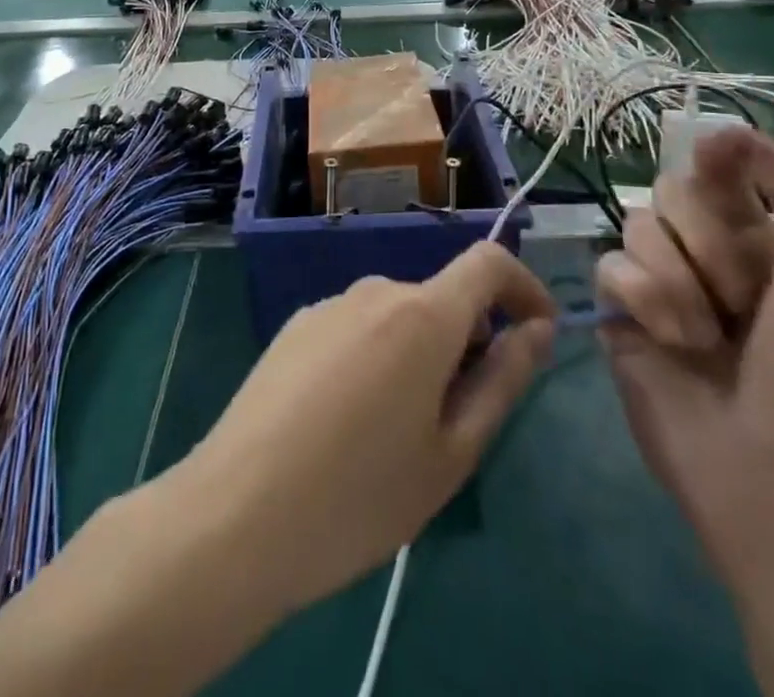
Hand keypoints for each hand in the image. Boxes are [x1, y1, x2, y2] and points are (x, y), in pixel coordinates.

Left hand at [180, 243, 555, 614]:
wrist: (237, 513)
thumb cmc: (361, 495)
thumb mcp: (452, 452)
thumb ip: (502, 380)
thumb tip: (536, 329)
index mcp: (422, 314)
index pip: (488, 261)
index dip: (523, 286)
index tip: (536, 332)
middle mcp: (376, 290)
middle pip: (441, 299)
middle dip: (466, 344)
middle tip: (455, 425)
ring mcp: (329, 304)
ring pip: (398, 318)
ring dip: (418, 356)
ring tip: (395, 436)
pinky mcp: (296, 325)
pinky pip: (357, 329)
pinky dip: (376, 358)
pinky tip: (345, 424)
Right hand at [595, 127, 773, 579]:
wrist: (772, 469)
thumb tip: (730, 130)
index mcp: (758, 238)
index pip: (719, 169)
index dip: (716, 158)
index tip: (716, 159)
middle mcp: (704, 251)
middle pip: (670, 190)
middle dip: (706, 239)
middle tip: (741, 297)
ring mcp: (658, 280)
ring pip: (638, 224)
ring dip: (678, 279)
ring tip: (705, 335)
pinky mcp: (618, 309)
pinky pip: (611, 265)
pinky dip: (645, 298)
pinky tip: (670, 340)